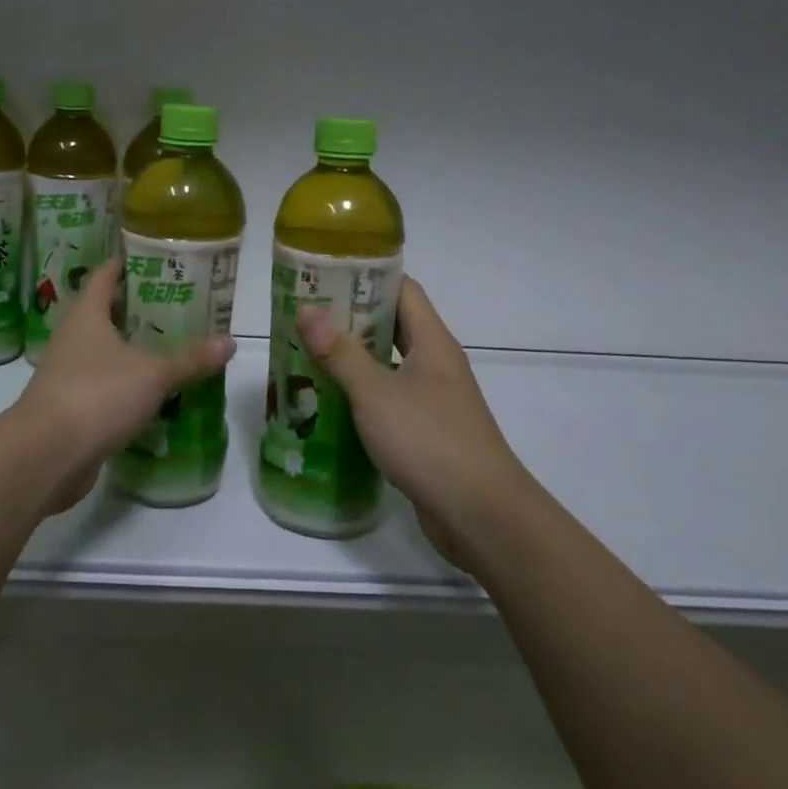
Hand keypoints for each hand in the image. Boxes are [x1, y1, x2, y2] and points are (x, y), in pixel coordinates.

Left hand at [14, 258, 235, 511]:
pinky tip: (151, 391)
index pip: (106, 275)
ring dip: (132, 347)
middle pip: (106, 312)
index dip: (129, 264)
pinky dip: (124, 382)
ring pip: (104, 349)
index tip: (157, 260)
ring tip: (171, 345)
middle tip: (178, 305)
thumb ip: (191, 359)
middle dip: (139, 308)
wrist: (47, 455)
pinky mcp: (70, 405)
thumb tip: (231, 341)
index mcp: (87, 314)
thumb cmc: (98, 394)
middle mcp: (72, 337)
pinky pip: (102, 383)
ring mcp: (68, 372)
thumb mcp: (154, 374)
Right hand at [298, 277, 527, 564]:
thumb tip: (308, 309)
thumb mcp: (376, 393)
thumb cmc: (429, 441)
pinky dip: (362, 393)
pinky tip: (330, 402)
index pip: (403, 290)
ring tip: (308, 353)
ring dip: (353, 358)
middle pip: (393, 325)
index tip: (326, 273)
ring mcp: (435, 399)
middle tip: (306, 315)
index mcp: (432, 343)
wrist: (481, 515)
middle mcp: (436, 364)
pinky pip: (390, 398)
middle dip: (351, 317)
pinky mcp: (428, 431)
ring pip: (389, 364)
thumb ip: (341, 353)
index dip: (367, 276)